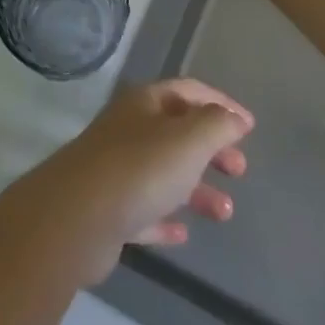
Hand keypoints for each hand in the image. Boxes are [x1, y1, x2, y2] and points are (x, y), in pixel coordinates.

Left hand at [19, 79, 253, 284]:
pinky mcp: (107, 211)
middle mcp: (128, 129)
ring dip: (196, 189)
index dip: (221, 104)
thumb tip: (235, 118)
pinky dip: (165, 219)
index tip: (249, 126)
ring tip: (225, 213)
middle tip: (239, 169)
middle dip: (211, 148)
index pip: (189, 91)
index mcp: (145, 103)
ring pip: (163, 173)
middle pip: (177, 132)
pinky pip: (144, 211)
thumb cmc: (139, 169)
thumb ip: (217, 125)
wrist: (75, 219)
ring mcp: (114, 170)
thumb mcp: (189, 139)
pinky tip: (183, 234)